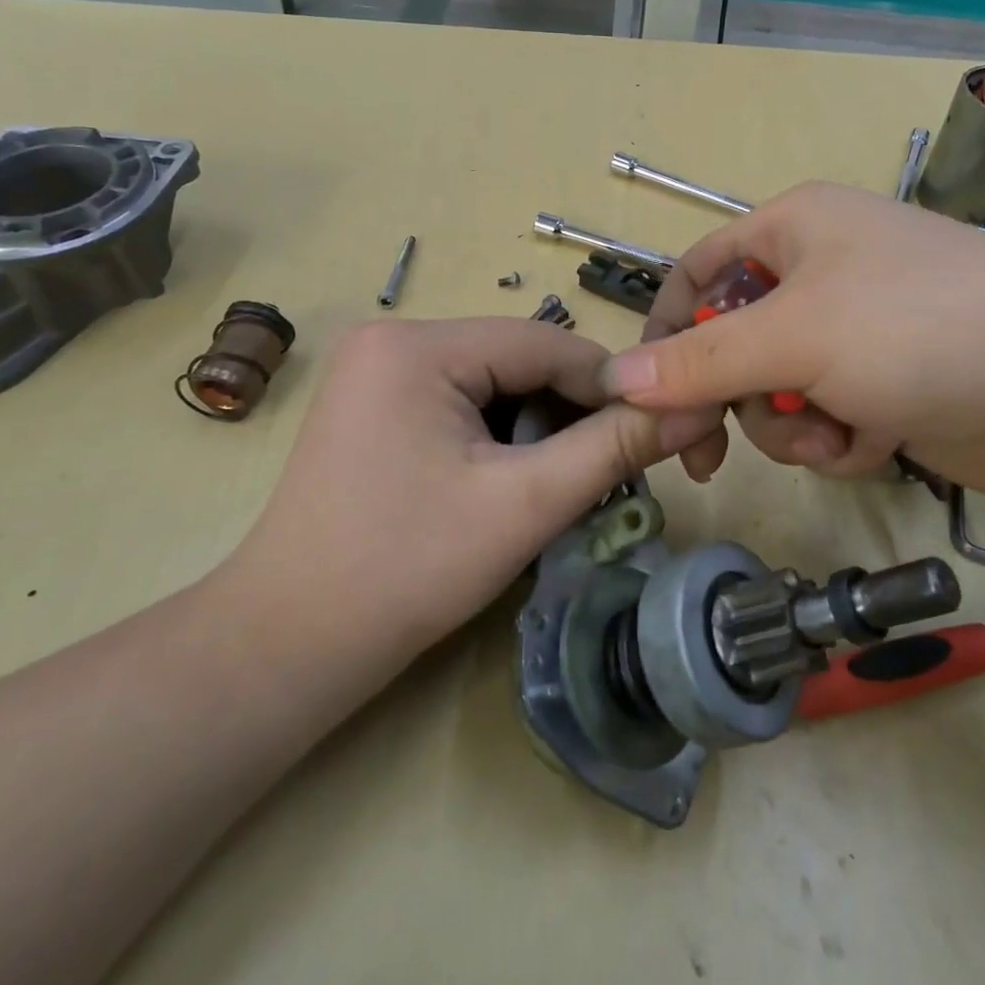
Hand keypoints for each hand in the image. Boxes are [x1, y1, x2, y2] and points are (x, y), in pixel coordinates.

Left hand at [218, 318, 720, 680]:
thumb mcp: (524, 505)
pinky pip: (463, 403)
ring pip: (495, 383)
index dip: (610, 386)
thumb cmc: (406, 570)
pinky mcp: (375, 407)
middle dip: (571, 411)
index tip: (656, 432)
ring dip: (539, 427)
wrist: (289, 644)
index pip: (545, 342)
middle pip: (518, 360)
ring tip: (565, 482)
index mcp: (417, 345)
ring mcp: (377, 373)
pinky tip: (513, 480)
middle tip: (611, 469)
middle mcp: (392, 340)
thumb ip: (613, 449)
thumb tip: (695, 409)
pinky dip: (502, 436)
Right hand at [606, 181, 984, 497]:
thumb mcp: (795, 338)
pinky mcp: (884, 383)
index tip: (648, 395)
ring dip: (792, 425)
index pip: (695, 273)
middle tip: (717, 450)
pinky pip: (822, 416)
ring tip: (836, 434)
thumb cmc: (921, 331)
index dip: (665, 331)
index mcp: (793, 229)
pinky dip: (836, 439)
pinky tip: (873, 443)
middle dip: (737, 398)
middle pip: (730, 342)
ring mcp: (855, 331)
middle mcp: (820, 272)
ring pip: (774, 390)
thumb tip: (614, 380)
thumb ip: (698, 361)